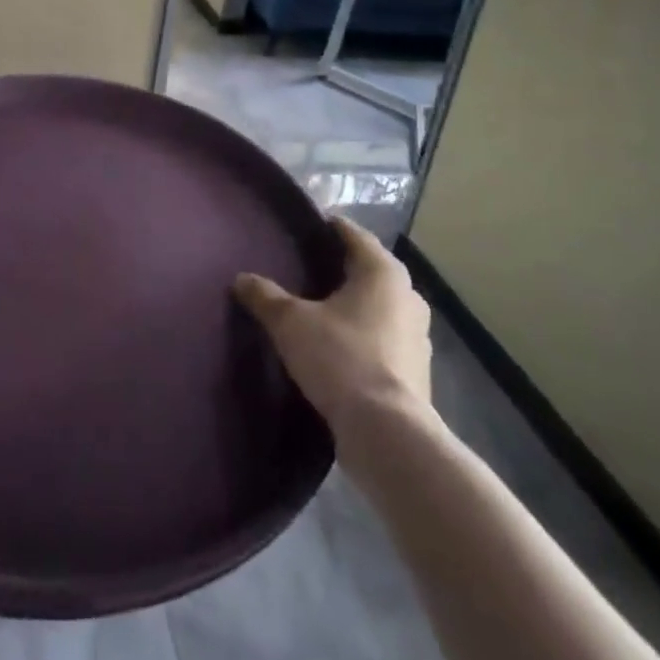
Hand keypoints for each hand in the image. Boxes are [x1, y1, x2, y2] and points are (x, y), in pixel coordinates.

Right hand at [234, 215, 433, 432]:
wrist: (386, 432)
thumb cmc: (340, 358)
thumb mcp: (290, 322)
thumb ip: (265, 296)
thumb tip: (241, 279)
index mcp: (382, 272)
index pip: (354, 235)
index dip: (330, 227)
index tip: (307, 227)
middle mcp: (408, 296)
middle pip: (371, 269)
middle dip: (342, 267)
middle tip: (308, 268)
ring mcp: (418, 335)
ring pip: (381, 305)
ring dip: (356, 303)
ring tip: (322, 307)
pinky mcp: (417, 370)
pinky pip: (386, 336)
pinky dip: (365, 333)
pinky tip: (340, 345)